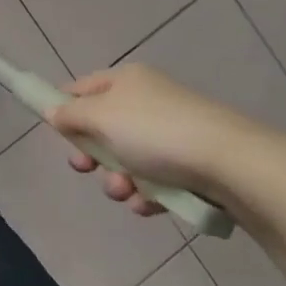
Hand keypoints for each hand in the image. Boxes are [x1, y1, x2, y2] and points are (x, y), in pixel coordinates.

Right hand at [50, 64, 271, 216]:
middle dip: (91, 156)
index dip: (64, 108)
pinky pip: (154, 181)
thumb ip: (70, 114)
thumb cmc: (156, 132)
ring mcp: (170, 134)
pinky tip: (150, 204)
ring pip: (126, 160)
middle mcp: (147, 102)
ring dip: (117, 180)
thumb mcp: (101, 117)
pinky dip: (146, 194)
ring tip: (126, 192)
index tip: (55, 133)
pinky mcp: (190, 165)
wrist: (232, 164)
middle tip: (86, 168)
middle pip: (101, 129)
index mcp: (126, 81)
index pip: (81, 88)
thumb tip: (53, 112)